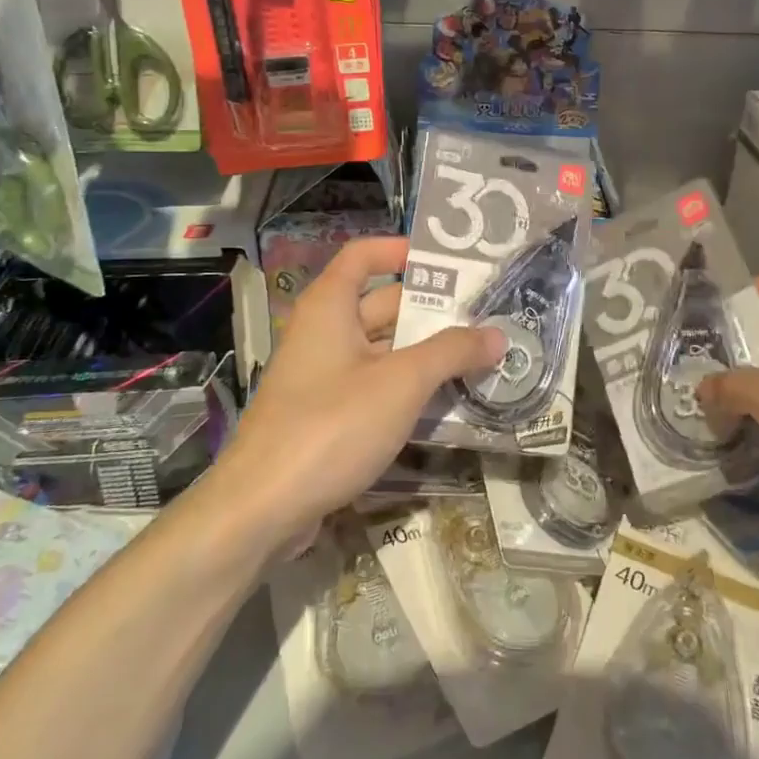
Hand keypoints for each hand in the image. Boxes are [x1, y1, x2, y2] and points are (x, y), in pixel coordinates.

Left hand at [215, 237, 504, 555]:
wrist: (261, 508)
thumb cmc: (331, 425)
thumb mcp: (401, 383)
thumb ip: (451, 353)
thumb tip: (497, 334)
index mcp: (330, 307)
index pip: (363, 255)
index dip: (400, 250)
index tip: (446, 261)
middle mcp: (323, 333)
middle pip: (381, 305)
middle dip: (431, 310)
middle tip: (484, 316)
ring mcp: (322, 377)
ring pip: (381, 351)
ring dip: (425, 353)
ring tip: (478, 358)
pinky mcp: (325, 417)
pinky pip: (373, 387)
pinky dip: (406, 388)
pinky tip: (445, 403)